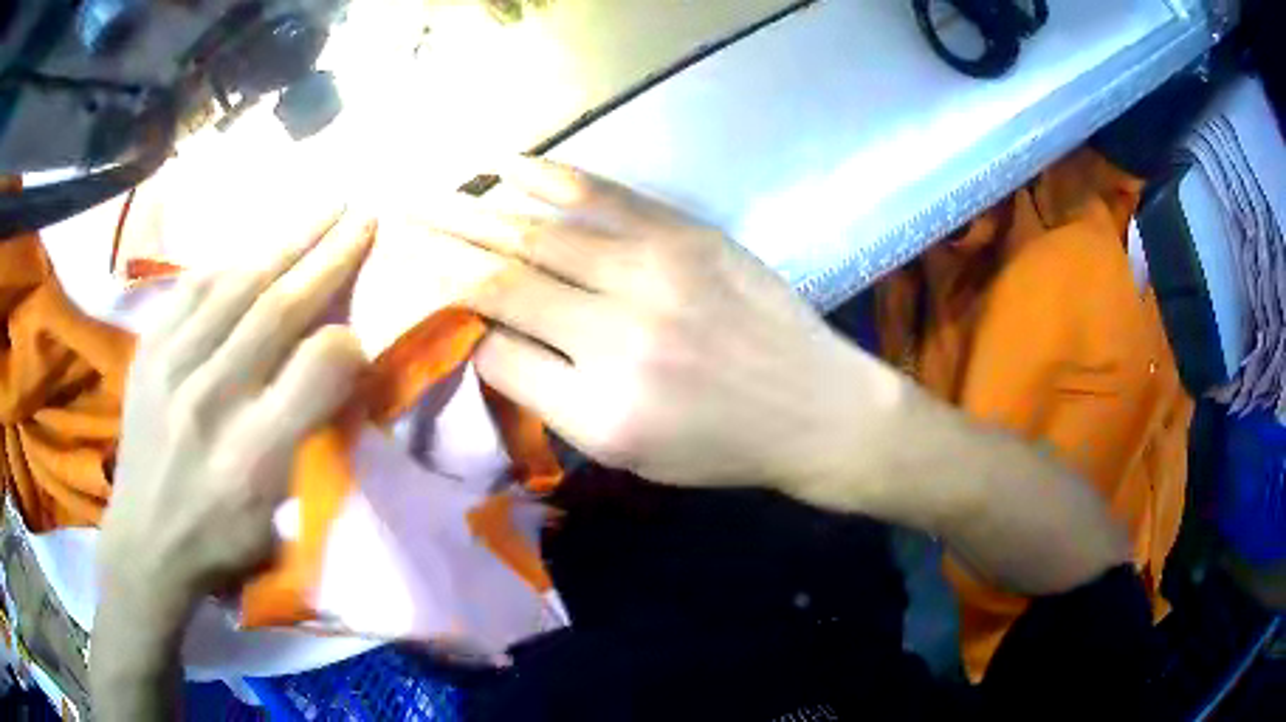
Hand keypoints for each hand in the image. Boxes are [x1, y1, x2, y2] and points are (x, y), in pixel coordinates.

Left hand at [97, 210, 372, 633]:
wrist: (144, 542)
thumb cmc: (220, 540)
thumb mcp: (280, 519)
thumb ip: (309, 441)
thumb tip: (336, 370)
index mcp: (253, 457)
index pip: (316, 370)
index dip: (347, 341)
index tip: (359, 331)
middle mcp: (210, 400)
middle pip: (277, 309)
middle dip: (328, 256)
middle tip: (362, 216)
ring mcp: (170, 367)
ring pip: (237, 284)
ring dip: (287, 241)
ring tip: (322, 209)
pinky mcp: (148, 351)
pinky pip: (193, 287)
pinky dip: (230, 262)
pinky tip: (253, 249)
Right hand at [429, 158, 904, 491]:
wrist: (815, 406)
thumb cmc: (722, 446)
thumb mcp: (631, 453)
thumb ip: (554, 399)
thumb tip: (492, 339)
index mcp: (601, 409)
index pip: (497, 353)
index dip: (454, 323)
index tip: (423, 299)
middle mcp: (618, 336)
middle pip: (503, 282)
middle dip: (436, 249)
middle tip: (391, 222)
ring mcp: (655, 273)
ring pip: (539, 232)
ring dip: (471, 209)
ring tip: (425, 192)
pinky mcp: (686, 234)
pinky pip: (601, 196)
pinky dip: (545, 178)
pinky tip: (501, 168)